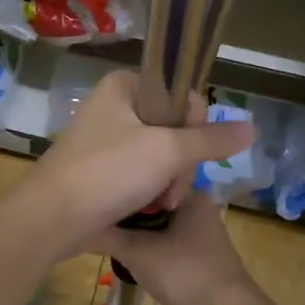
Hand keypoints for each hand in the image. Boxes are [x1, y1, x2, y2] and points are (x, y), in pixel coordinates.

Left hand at [18, 71, 254, 253]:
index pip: (180, 95)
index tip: (187, 151)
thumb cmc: (108, 172)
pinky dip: (150, 191)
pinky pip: (140, 173)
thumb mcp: (167, 151)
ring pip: (160, 155)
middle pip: (173, 127)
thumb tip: (253, 127)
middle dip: (181, 162)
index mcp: (123, 86)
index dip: (193, 125)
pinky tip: (151, 209)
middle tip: (172, 188)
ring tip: (162, 204)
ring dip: (169, 181)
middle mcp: (113, 106)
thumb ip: (211, 139)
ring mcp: (105, 140)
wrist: (52, 218)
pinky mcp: (100, 170)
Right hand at [89, 195, 255, 304]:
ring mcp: (200, 236)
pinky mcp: (199, 259)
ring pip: (158, 228)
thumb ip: (106, 236)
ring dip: (135, 235)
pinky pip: (166, 246)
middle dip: (124, 216)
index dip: (119, 190)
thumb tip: (75, 227)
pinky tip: (128, 259)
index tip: (94, 200)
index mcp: (190, 196)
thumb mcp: (138, 252)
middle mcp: (198, 210)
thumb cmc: (183, 272)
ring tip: (104, 239)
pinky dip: (148, 250)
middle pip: (151, 206)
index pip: (147, 182)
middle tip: (94, 222)